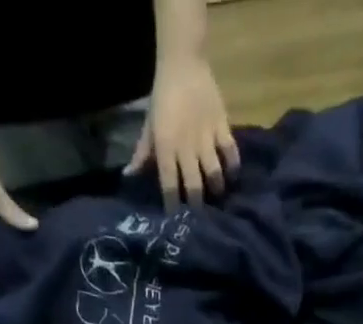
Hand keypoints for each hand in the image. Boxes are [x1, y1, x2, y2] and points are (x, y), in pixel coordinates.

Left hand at [128, 54, 239, 207]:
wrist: (183, 61)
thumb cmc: (163, 96)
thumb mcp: (149, 126)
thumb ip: (142, 154)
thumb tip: (129, 177)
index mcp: (166, 148)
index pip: (169, 187)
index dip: (173, 207)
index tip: (175, 222)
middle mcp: (186, 148)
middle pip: (193, 187)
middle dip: (196, 207)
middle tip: (199, 219)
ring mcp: (206, 137)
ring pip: (214, 174)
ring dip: (216, 190)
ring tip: (217, 197)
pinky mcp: (222, 126)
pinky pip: (231, 152)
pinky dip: (233, 167)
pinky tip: (232, 176)